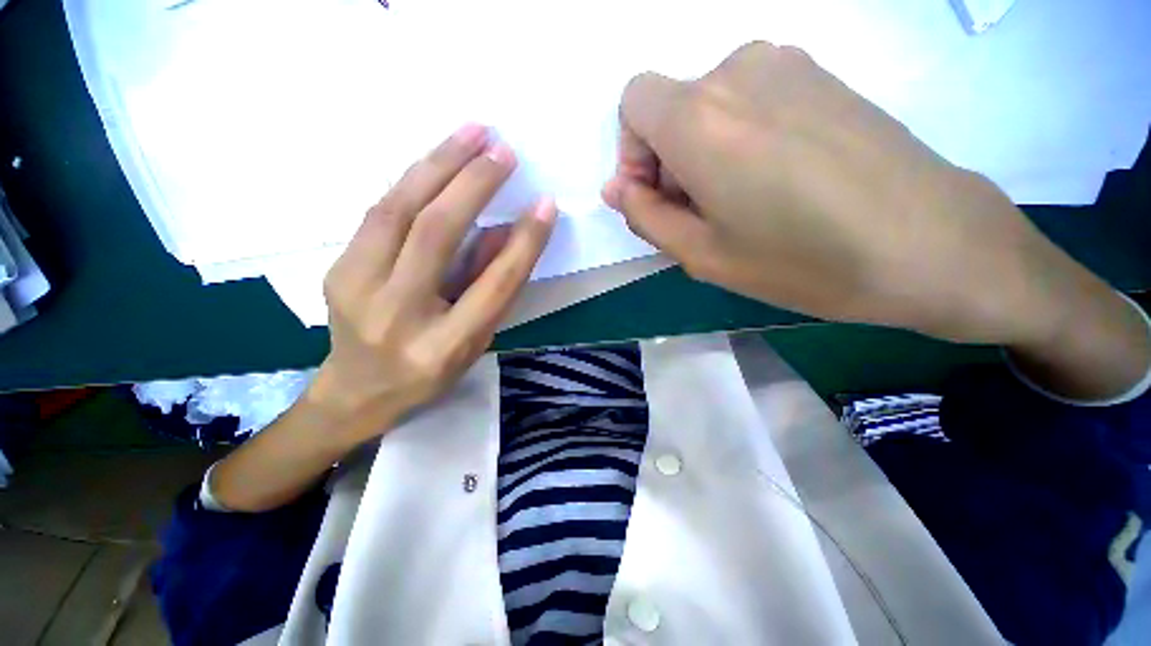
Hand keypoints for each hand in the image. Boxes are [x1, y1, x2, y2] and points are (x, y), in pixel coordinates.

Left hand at [308, 124, 556, 441]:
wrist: (357, 392)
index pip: (494, 284)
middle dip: (473, 184)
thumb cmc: (428, 375)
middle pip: (436, 234)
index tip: (545, 204)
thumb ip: (491, 288)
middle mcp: (399, 315)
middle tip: (503, 149)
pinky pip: (380, 212)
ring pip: (397, 210)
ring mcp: (356, 288)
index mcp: (444, 346)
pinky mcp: (338, 268)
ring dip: (437, 164)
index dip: (524, 242)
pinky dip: (413, 180)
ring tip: (471, 132)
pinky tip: (437, 160)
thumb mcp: (474, 344)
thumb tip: (506, 231)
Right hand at [604, 41, 1149, 400]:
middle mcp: (737, 71)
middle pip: (670, 107)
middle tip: (702, 216)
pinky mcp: (820, 75)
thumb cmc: (801, 260)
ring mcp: (787, 64)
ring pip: (709, 104)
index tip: (658, 197)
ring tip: (741, 204)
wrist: (928, 243)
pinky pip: (750, 99)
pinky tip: (777, 181)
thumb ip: (645, 217)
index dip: (634, 152)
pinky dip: (740, 137)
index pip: (633, 103)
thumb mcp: (701, 254)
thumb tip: (616, 188)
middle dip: (669, 161)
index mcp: (699, 118)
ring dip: (704, 152)